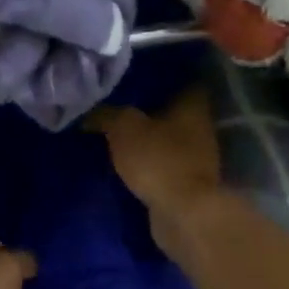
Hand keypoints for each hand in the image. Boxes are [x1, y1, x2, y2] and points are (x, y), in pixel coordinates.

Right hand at [86, 86, 223, 260]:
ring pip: (168, 138)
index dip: (161, 75)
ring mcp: (197, 158)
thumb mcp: (123, 128)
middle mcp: (200, 128)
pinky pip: (164, 164)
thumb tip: (88, 113)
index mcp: (192, 106)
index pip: (182, 79)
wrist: (183, 214)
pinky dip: (148, 162)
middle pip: (174, 110)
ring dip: (148, 138)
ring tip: (115, 134)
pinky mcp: (188, 184)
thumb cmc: (158, 159)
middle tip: (117, 103)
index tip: (136, 73)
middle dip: (149, 108)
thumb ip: (106, 115)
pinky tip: (125, 161)